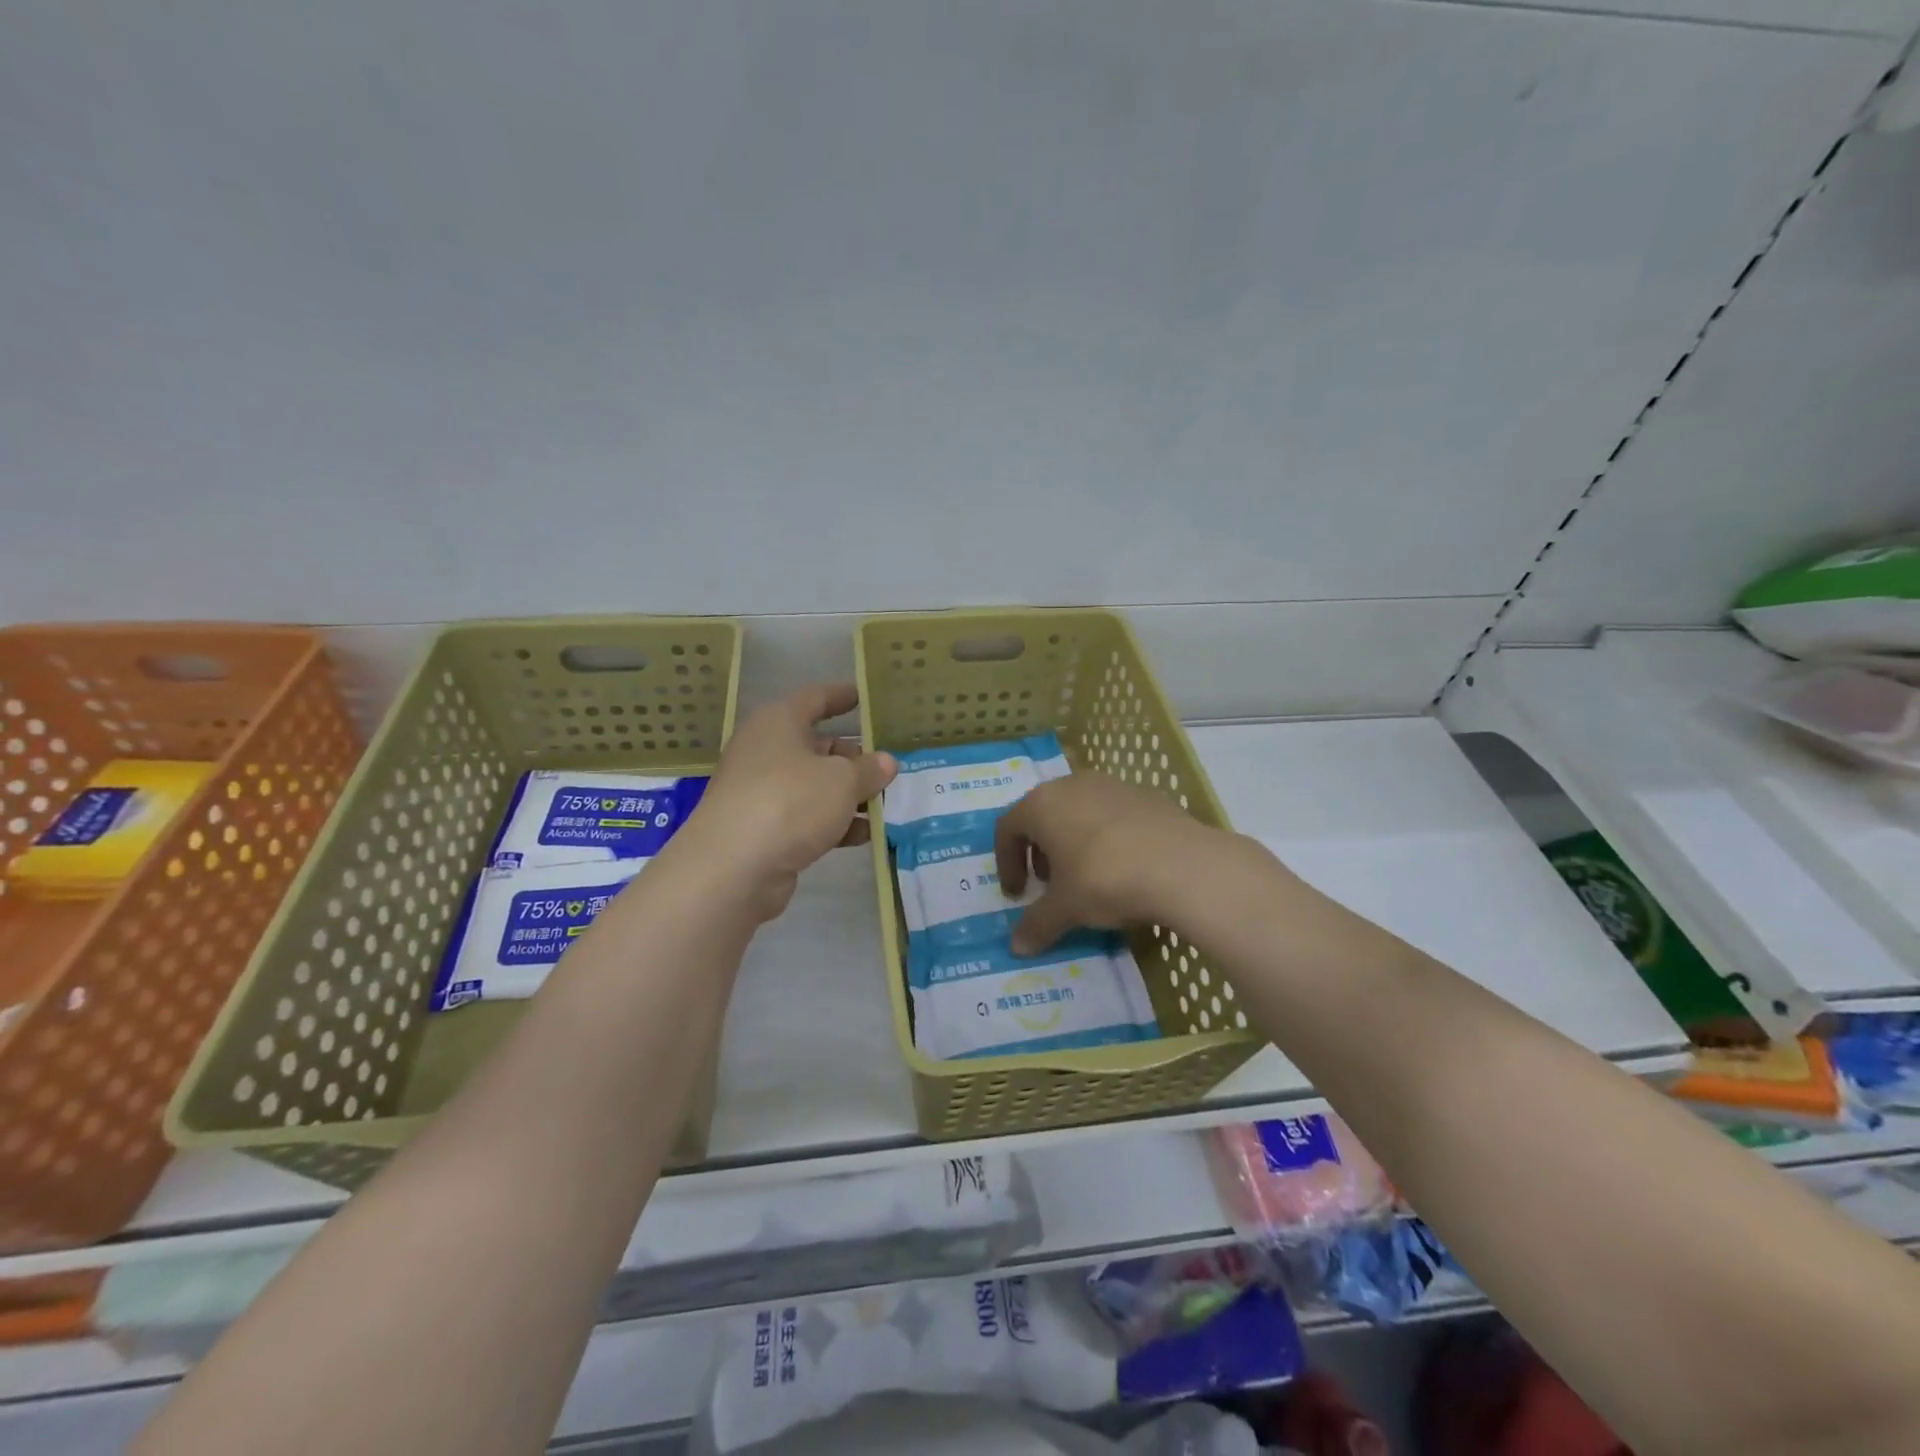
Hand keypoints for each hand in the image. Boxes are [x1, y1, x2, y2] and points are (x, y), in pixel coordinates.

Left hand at [678, 683, 896, 921]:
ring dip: (847, 794)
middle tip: (886, 766)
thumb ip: (868, 770)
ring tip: (883, 803)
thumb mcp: (842, 781)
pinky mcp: (762, 829)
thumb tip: (885, 762)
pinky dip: (832, 822)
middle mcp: (765, 751)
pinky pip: (805, 817)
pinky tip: (863, 835)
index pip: (814, 698)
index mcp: (779, 723)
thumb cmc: (790, 802)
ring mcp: (761, 792)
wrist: (733, 868)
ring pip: (813, 785)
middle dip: (852, 757)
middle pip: (816, 746)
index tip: (864, 697)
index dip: (841, 696)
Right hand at [994, 772, 1218, 954]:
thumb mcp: (1066, 909)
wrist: (1183, 866)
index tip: (1017, 894)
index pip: (1008, 828)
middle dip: (1040, 851)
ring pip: (1079, 811)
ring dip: (1073, 842)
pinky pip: (1113, 815)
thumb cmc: (1106, 880)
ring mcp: (1112, 785)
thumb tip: (1016, 948)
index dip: (1006, 863)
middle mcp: (1072, 785)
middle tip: (1049, 884)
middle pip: (1043, 815)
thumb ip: (1037, 925)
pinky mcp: (1147, 794)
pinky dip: (1107, 837)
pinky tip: (1125, 867)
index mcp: (1042, 805)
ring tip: (1086, 876)